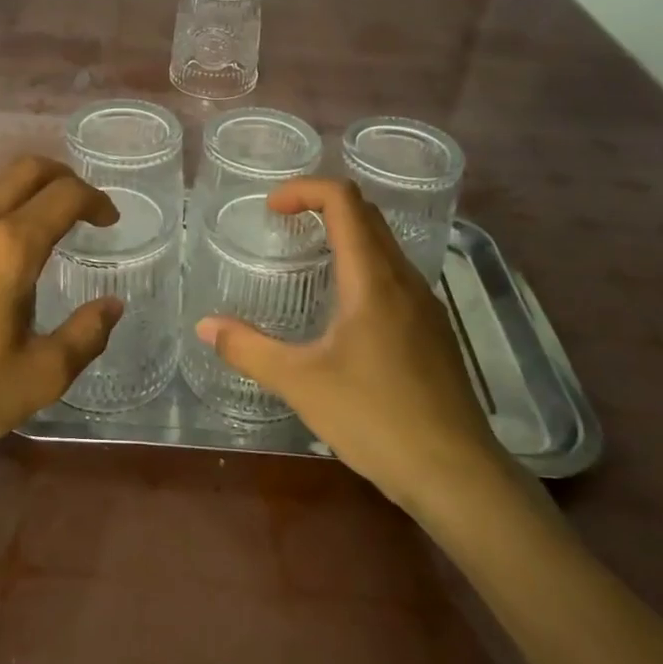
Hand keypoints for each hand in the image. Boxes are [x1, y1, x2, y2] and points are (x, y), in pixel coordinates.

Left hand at [0, 157, 123, 478]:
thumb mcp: (38, 378)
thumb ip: (85, 336)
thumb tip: (112, 305)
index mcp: (10, 247)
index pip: (64, 196)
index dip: (96, 201)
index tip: (109, 221)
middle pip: (25, 169)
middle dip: (62, 177)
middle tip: (80, 205)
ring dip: (20, 189)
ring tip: (34, 221)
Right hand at [197, 178, 516, 514]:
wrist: (457, 474)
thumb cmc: (376, 418)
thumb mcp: (301, 383)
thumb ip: (248, 349)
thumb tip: (205, 325)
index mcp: (373, 278)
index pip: (343, 201)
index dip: (304, 189)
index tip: (271, 209)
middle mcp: (404, 279)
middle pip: (367, 215)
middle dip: (322, 205)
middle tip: (283, 225)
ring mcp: (426, 305)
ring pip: (384, 245)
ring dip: (345, 236)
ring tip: (308, 262)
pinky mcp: (434, 332)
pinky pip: (395, 276)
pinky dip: (363, 268)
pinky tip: (343, 312)